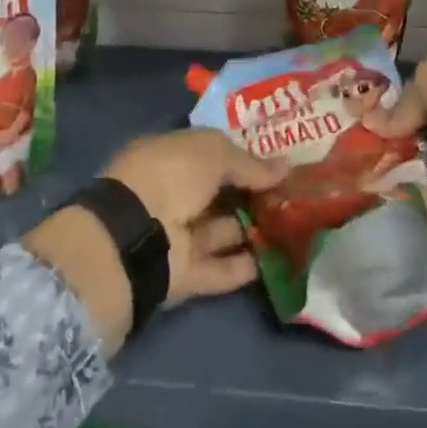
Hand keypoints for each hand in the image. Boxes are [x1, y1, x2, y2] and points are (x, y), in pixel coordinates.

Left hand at [25, 130, 284, 354]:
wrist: (135, 235)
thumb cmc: (171, 175)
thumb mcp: (214, 153)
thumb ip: (250, 163)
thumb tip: (286, 167)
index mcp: (169, 157)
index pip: (209, 154)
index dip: (241, 157)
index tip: (276, 164)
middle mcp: (170, 194)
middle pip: (217, 194)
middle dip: (250, 195)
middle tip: (291, 196)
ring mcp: (175, 236)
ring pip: (220, 232)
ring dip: (251, 231)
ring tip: (291, 227)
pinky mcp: (182, 274)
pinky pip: (218, 269)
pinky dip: (242, 266)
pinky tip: (274, 261)